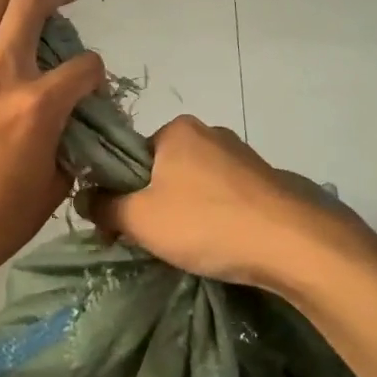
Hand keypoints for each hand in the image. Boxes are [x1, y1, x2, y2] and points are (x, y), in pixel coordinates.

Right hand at [82, 115, 364, 290]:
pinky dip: (213, 217)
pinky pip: (223, 197)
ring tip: (187, 247)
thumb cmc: (205, 222)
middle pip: (162, 170)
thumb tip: (84, 198)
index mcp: (176, 129)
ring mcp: (242, 156)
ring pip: (193, 185)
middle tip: (150, 241)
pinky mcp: (265, 181)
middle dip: (151, 204)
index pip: (130, 156)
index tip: (119, 227)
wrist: (291, 243)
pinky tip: (217, 243)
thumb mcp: (140, 218)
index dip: (118, 192)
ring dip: (183, 212)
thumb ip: (104, 206)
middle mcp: (209, 132)